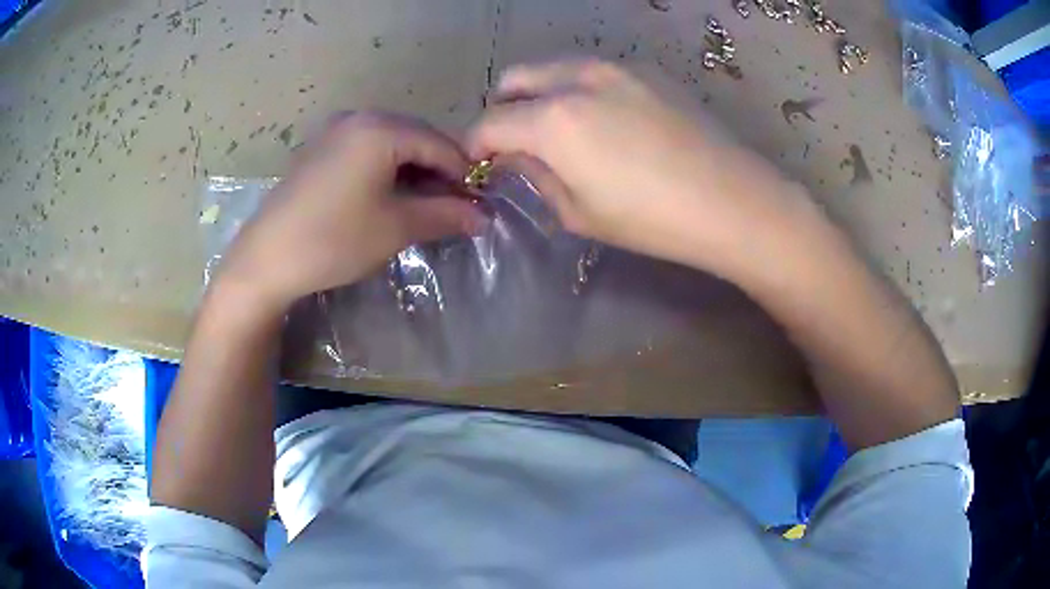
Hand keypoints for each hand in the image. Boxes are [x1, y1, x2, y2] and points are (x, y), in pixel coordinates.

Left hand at [215, 112, 482, 314]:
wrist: (265, 259)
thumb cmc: (333, 240)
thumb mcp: (396, 227)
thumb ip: (445, 215)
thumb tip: (484, 216)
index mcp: (381, 128)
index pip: (441, 143)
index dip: (464, 175)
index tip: (477, 206)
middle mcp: (358, 118)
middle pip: (416, 138)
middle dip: (438, 172)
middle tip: (449, 209)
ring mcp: (334, 131)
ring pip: (391, 144)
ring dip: (412, 172)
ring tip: (419, 208)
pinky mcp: (319, 149)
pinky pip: (366, 150)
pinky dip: (385, 171)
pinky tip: (385, 199)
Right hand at [468, 59, 817, 276]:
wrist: (732, 200)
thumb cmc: (653, 219)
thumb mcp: (579, 213)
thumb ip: (537, 175)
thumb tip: (517, 155)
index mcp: (553, 120)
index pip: (489, 123)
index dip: (476, 145)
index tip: (482, 163)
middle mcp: (577, 79)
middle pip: (514, 79)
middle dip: (503, 109)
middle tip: (518, 142)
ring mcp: (615, 67)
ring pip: (554, 67)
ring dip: (541, 94)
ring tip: (563, 129)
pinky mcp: (647, 70)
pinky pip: (593, 71)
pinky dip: (580, 89)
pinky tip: (608, 121)